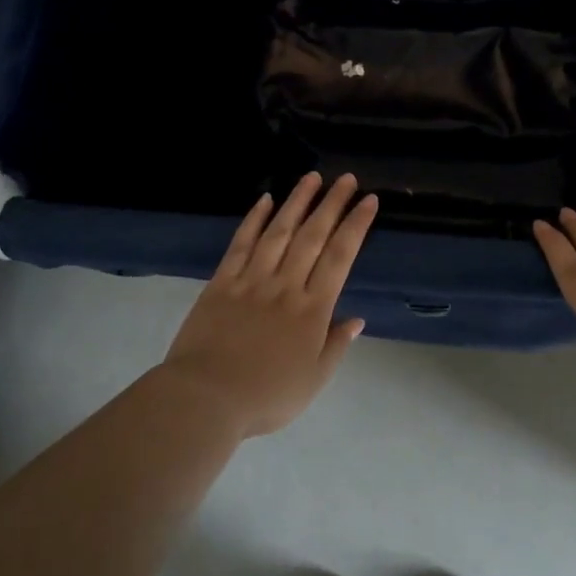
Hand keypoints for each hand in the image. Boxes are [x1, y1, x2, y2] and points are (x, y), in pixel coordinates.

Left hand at [161, 172, 377, 437]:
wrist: (207, 398)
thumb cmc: (267, 395)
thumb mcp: (314, 380)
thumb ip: (336, 345)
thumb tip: (356, 319)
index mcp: (313, 309)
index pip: (340, 257)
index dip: (356, 226)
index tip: (369, 201)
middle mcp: (286, 285)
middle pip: (313, 236)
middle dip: (332, 204)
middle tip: (347, 179)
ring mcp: (252, 280)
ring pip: (278, 232)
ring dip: (297, 202)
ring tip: (312, 177)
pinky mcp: (222, 282)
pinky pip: (241, 244)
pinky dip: (254, 220)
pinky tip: (265, 200)